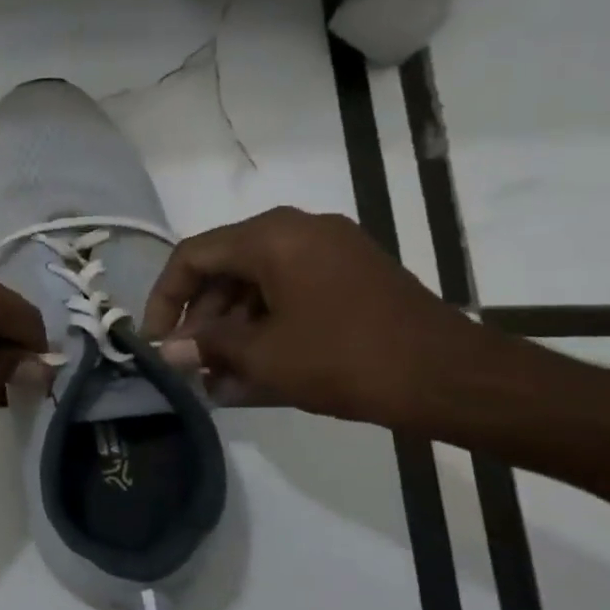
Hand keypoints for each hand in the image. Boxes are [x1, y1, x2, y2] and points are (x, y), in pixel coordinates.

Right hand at [143, 207, 477, 426]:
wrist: (452, 378)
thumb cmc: (345, 358)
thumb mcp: (263, 356)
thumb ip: (207, 346)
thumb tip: (170, 351)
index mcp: (271, 236)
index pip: (193, 256)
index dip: (165, 298)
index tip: (157, 340)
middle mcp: (298, 231)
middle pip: (225, 268)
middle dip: (201, 318)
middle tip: (190, 362)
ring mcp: (330, 251)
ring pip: (257, 283)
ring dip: (232, 327)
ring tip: (219, 376)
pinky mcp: (353, 276)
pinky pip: (291, 292)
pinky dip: (267, 325)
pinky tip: (254, 369)